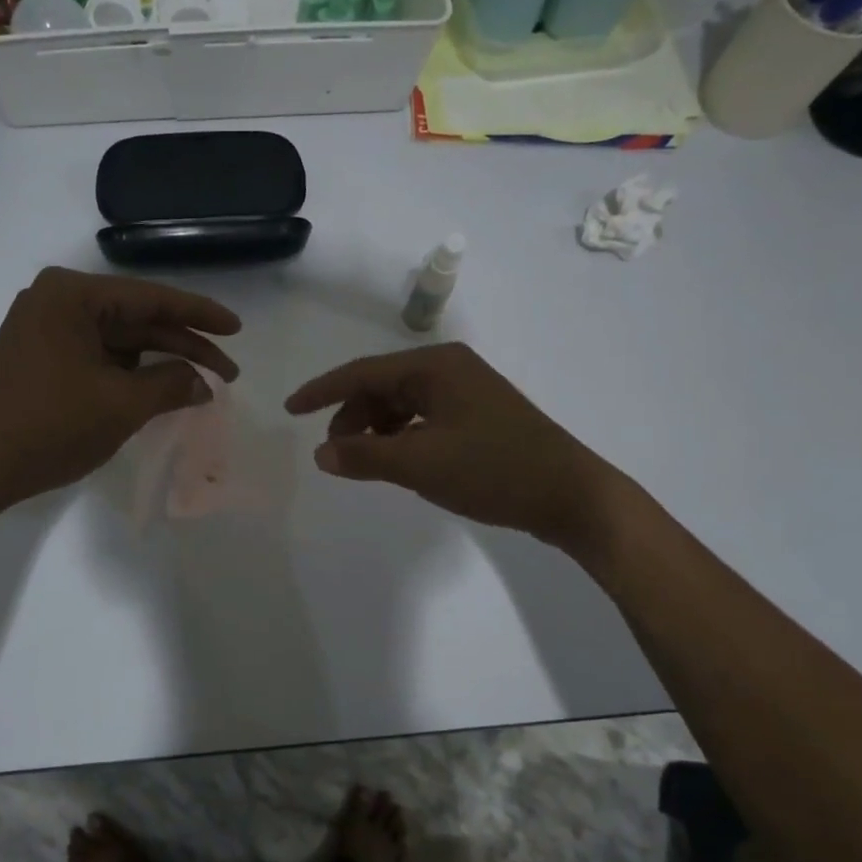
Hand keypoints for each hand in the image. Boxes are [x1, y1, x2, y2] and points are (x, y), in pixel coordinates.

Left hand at [0, 267, 240, 518]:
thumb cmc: (48, 425)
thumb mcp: (120, 405)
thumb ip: (171, 385)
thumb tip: (204, 383)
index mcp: (73, 295)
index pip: (152, 299)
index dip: (200, 315)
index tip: (237, 329)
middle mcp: (56, 303)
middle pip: (136, 321)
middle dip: (183, 347)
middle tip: (228, 372)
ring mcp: (44, 331)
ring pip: (118, 343)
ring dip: (157, 364)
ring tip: (197, 388)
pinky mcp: (39, 360)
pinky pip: (96, 359)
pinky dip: (128, 376)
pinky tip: (156, 393)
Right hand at [284, 342, 626, 555]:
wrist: (571, 495)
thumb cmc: (493, 470)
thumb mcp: (420, 465)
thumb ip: (365, 457)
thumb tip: (321, 454)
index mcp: (435, 367)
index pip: (362, 372)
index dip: (322, 391)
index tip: (290, 410)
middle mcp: (450, 369)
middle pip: (382, 386)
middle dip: (351, 417)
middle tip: (334, 452)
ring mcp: (467, 392)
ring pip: (402, 404)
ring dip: (376, 430)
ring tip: (365, 462)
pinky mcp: (479, 417)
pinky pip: (423, 419)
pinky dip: (401, 438)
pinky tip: (399, 462)